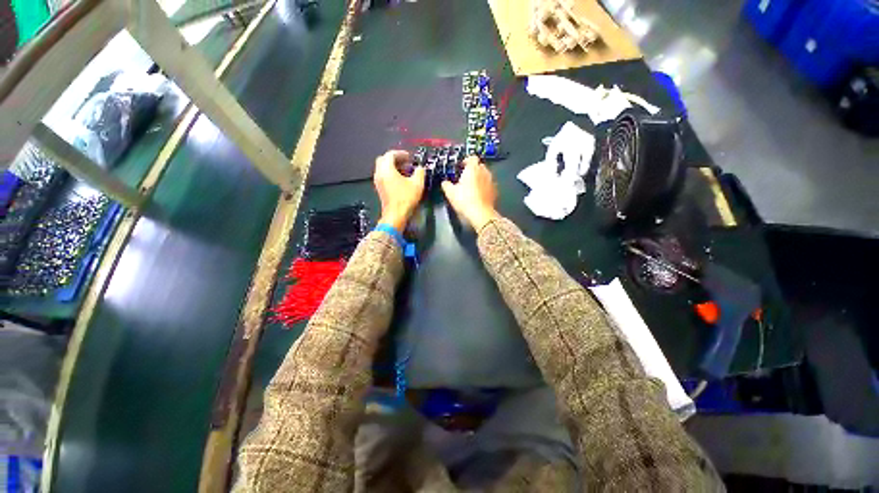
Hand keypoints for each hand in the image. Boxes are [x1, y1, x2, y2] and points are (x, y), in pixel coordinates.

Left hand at [373, 150, 425, 230]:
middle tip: (405, 162)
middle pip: (384, 160)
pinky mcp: (380, 189)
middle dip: (395, 159)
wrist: (396, 215)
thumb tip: (420, 168)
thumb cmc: (405, 199)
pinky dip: (391, 174)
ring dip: (393, 167)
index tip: (409, 156)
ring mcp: (378, 182)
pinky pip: (383, 176)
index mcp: (387, 169)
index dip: (401, 153)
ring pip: (383, 168)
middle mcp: (379, 173)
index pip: (390, 154)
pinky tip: (401, 180)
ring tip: (405, 171)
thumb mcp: (417, 184)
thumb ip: (420, 172)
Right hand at [441, 157, 499, 230]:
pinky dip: (484, 187)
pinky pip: (489, 185)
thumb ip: (446, 184)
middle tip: (465, 178)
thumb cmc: (464, 200)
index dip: (466, 161)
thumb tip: (445, 182)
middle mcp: (484, 172)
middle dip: (473, 170)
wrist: (480, 213)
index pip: (472, 158)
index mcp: (473, 168)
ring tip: (472, 187)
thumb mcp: (450, 192)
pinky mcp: (495, 191)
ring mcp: (491, 181)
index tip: (461, 167)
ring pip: (485, 175)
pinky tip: (479, 195)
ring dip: (479, 178)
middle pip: (479, 166)